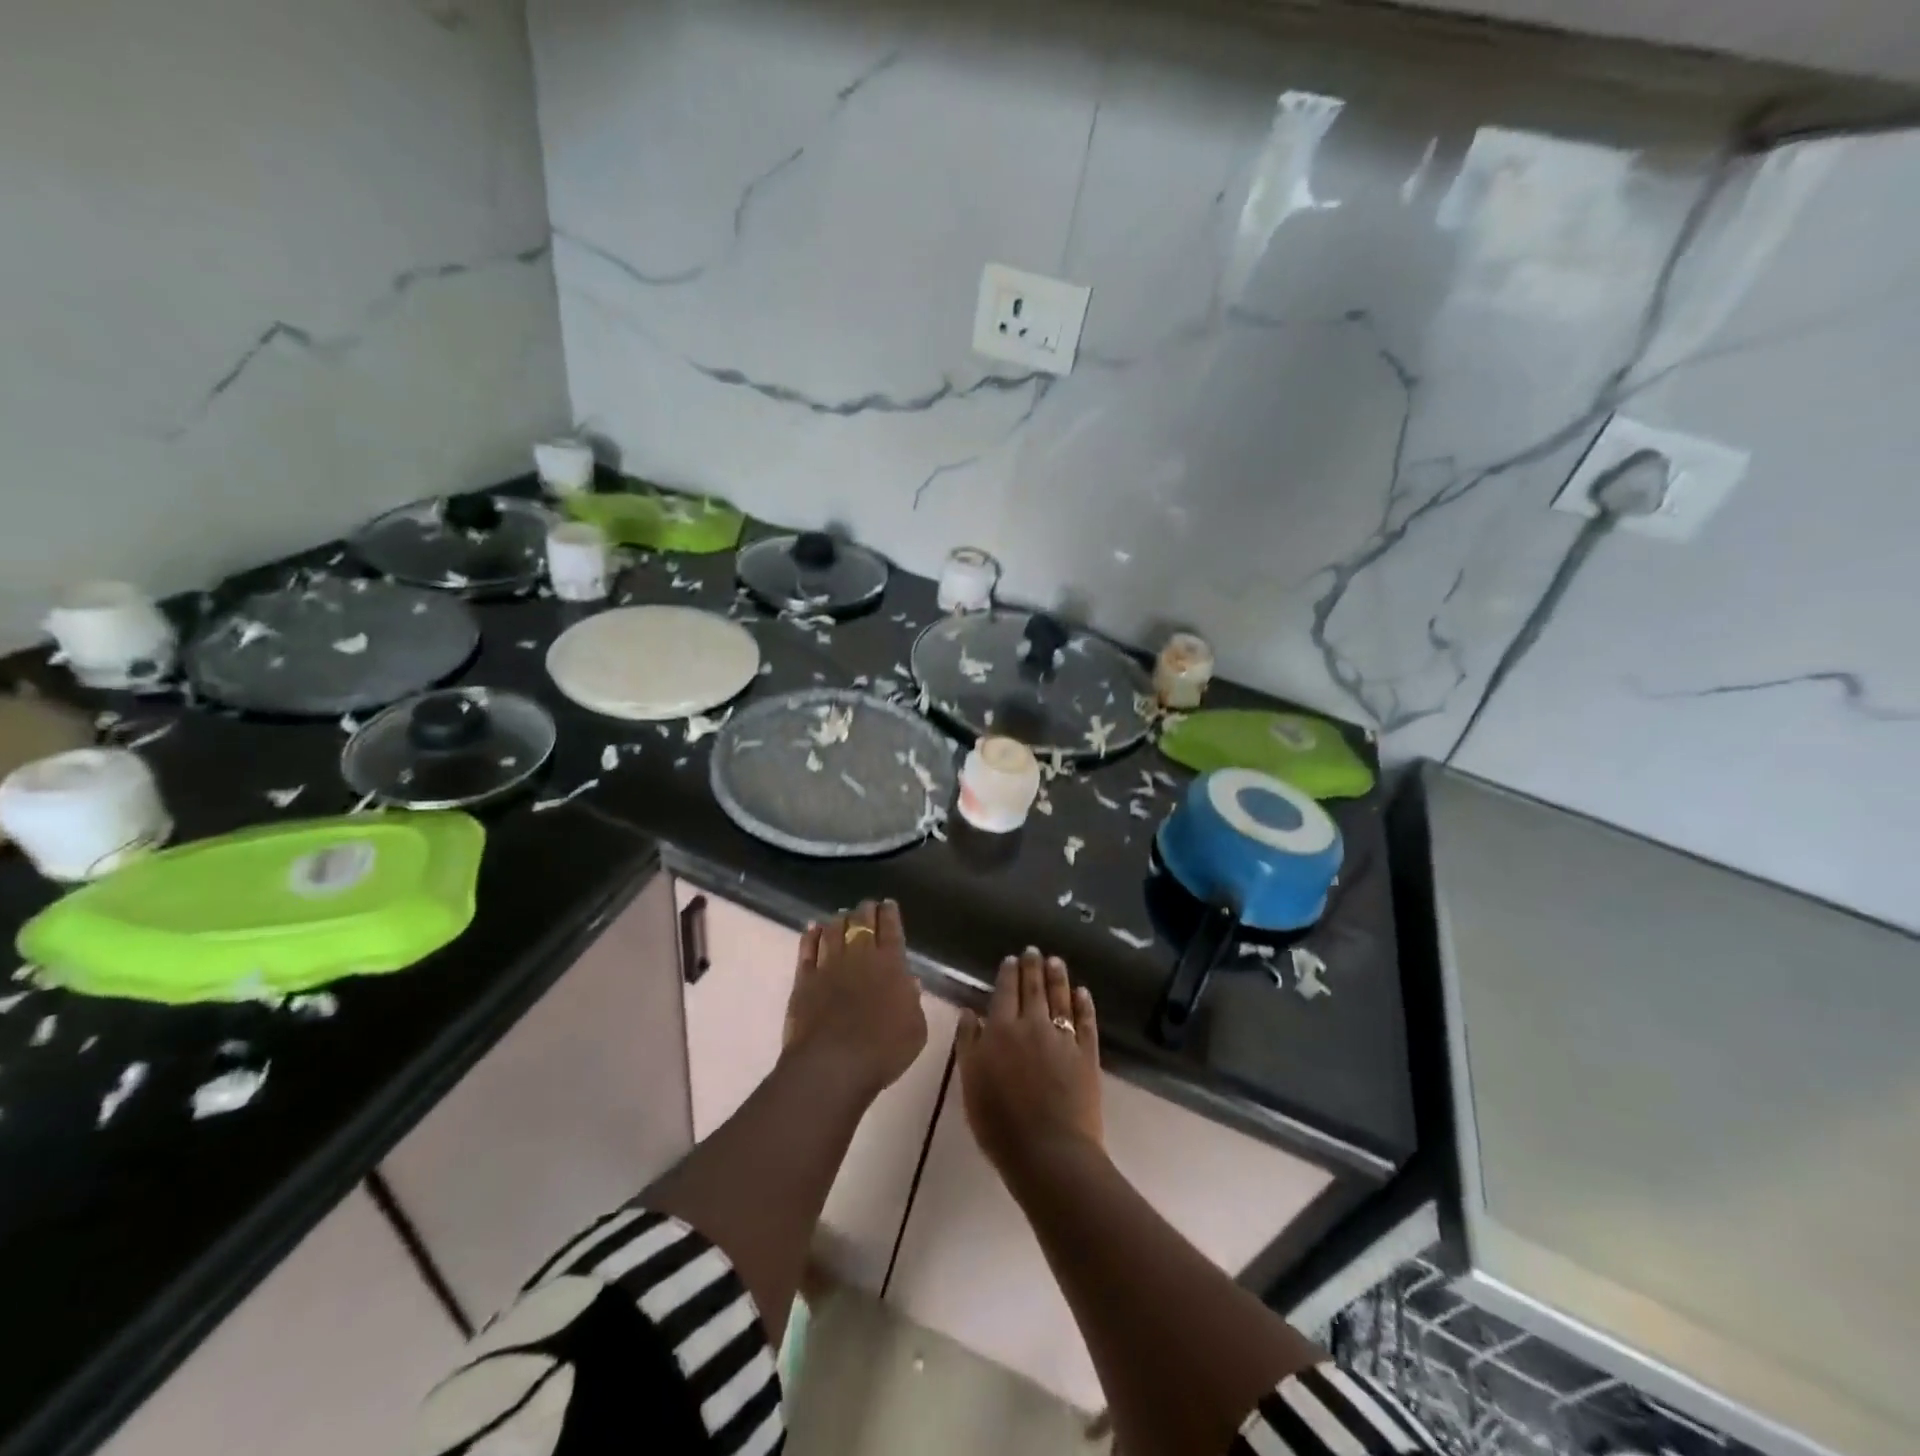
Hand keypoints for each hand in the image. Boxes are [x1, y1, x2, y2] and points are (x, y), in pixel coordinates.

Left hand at [783, 899, 926, 1099]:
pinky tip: (813, 928)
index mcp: (891, 964)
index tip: (888, 904)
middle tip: (867, 906)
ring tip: (842, 916)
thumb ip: (913, 1001)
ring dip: (839, 920)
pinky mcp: (804, 979)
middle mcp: (860, 956)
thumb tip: (908, 981)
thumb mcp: (916, 1029)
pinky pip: (807, 949)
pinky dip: (811, 935)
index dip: (890, 913)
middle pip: (861, 922)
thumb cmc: (883, 1050)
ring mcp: (829, 965)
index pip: (891, 928)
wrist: (833, 1065)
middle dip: (865, 910)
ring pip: (833, 929)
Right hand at [957, 948, 1101, 1182]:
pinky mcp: (1087, 1054)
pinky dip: (1084, 1004)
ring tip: (1056, 961)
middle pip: (1034, 988)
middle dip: (1033, 966)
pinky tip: (1083, 993)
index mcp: (1001, 1030)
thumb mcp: (970, 1083)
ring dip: (1058, 977)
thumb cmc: (999, 1123)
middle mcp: (1033, 1025)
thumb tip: (969, 1012)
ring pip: (1061, 998)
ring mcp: (1063, 1038)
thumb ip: (968, 1044)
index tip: (1011, 959)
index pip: (1005, 992)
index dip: (1008, 974)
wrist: (1049, 1152)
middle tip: (1034, 951)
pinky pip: (1086, 1022)